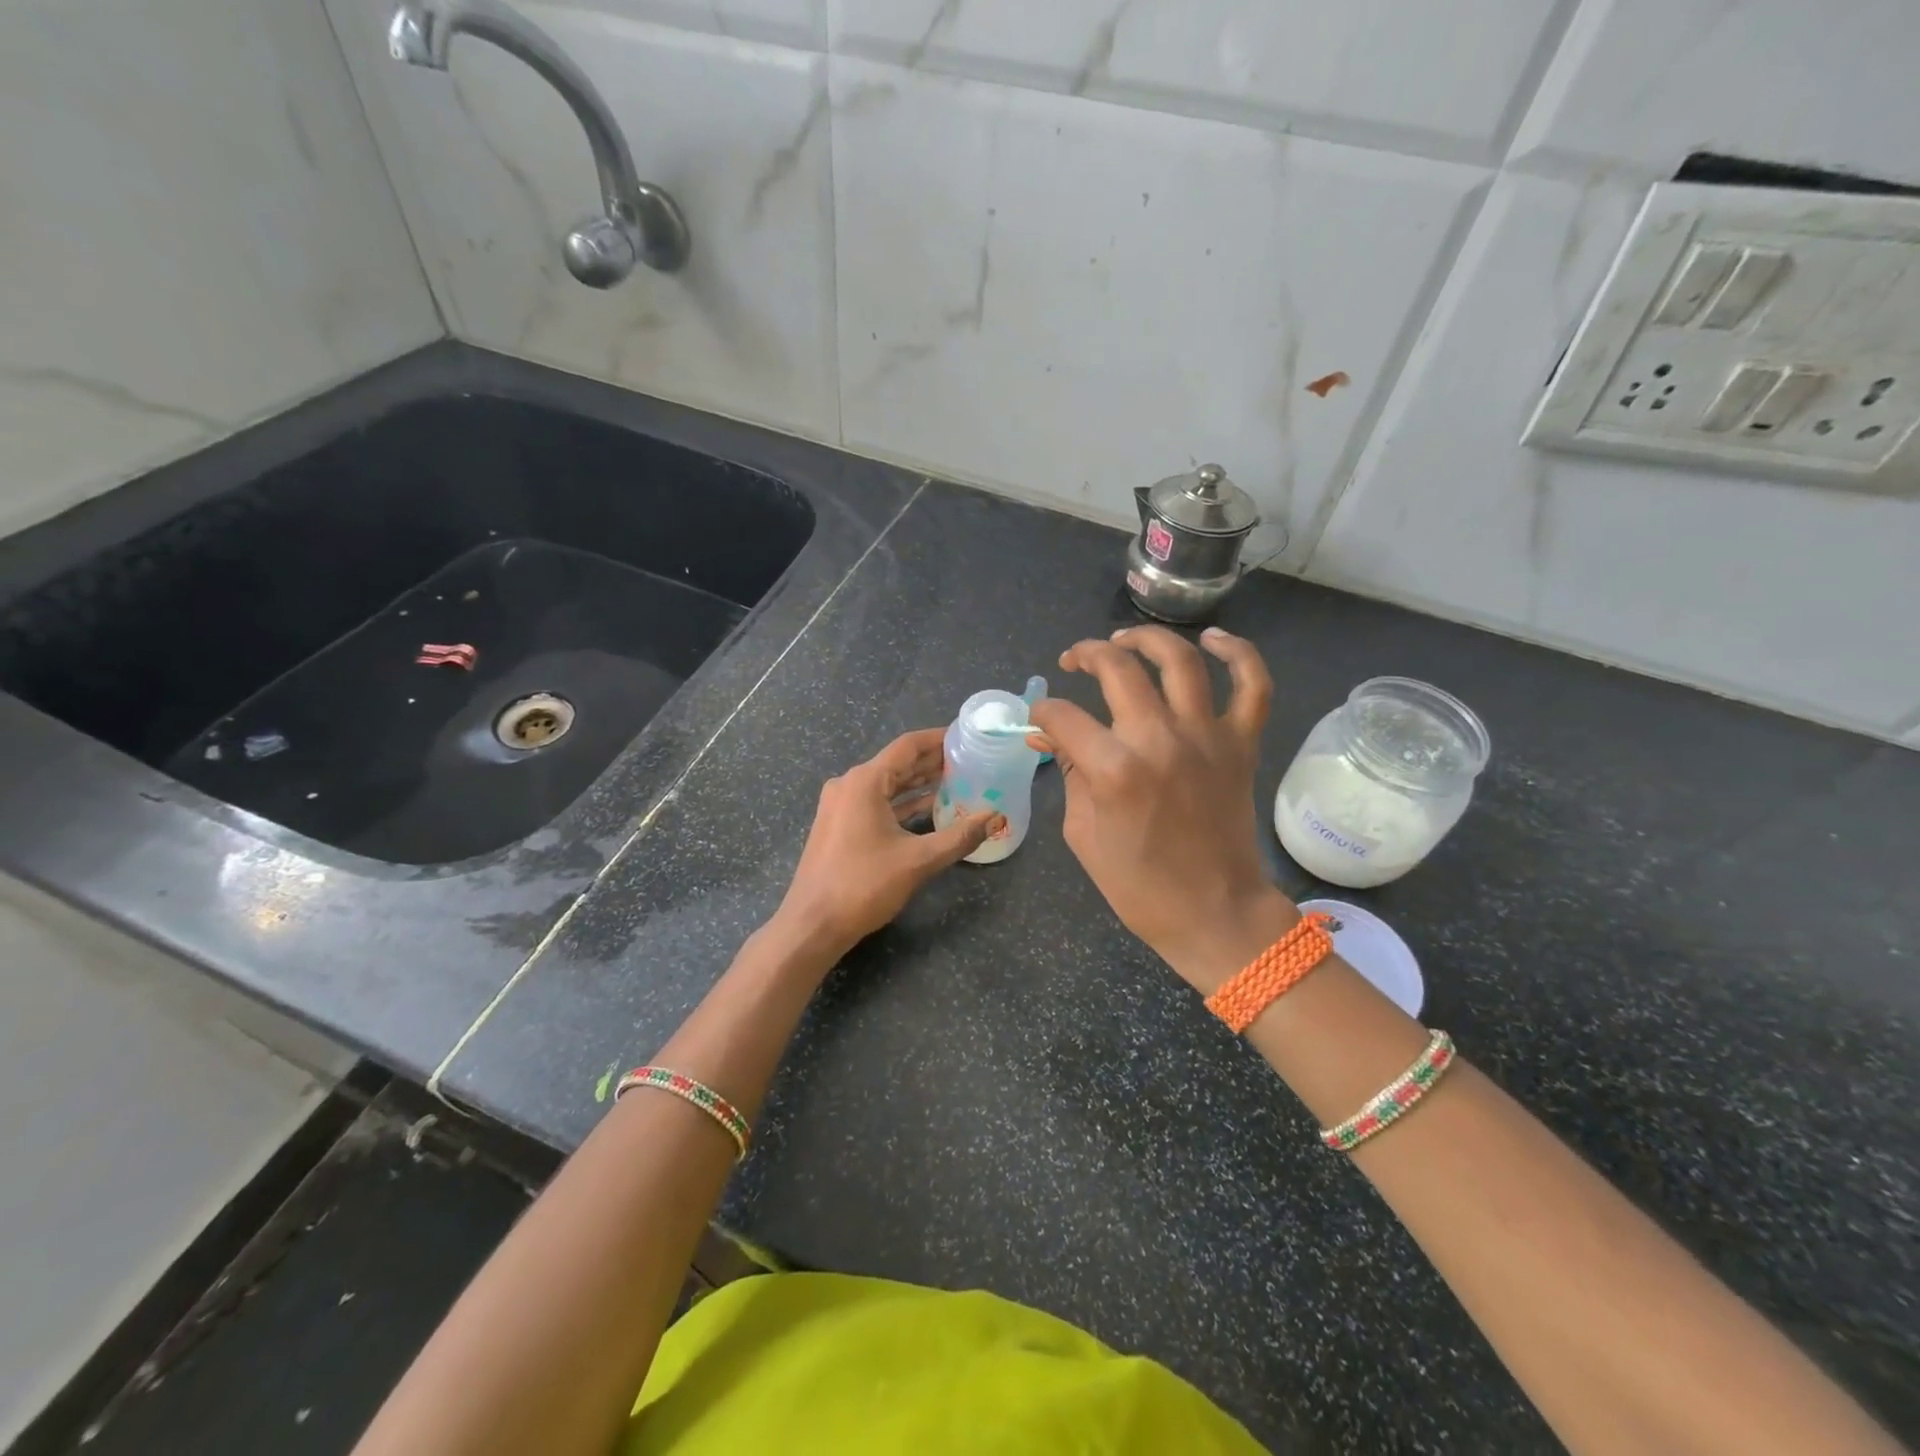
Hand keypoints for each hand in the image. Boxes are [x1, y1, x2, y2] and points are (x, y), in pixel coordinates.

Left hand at [774, 728, 1000, 959]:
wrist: (812, 924)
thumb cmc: (863, 885)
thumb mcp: (918, 860)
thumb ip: (959, 836)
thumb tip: (996, 817)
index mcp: (864, 782)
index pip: (907, 746)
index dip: (938, 739)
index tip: (966, 736)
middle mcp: (849, 785)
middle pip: (897, 763)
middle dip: (933, 762)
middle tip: (970, 760)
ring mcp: (841, 806)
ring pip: (887, 785)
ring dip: (919, 783)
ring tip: (957, 781)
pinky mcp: (840, 826)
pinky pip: (877, 804)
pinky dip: (903, 804)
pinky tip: (930, 809)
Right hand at [1029, 625, 1297, 993]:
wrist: (1215, 913)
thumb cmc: (1139, 886)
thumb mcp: (1083, 834)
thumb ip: (1069, 774)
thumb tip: (1049, 738)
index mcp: (1114, 769)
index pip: (1063, 716)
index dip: (1042, 713)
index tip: (1039, 720)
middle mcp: (1159, 740)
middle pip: (1117, 669)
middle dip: (1085, 655)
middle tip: (1072, 661)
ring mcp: (1207, 737)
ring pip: (1179, 660)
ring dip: (1146, 639)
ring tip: (1124, 639)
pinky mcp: (1242, 744)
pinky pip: (1252, 685)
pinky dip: (1238, 653)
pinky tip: (1211, 639)